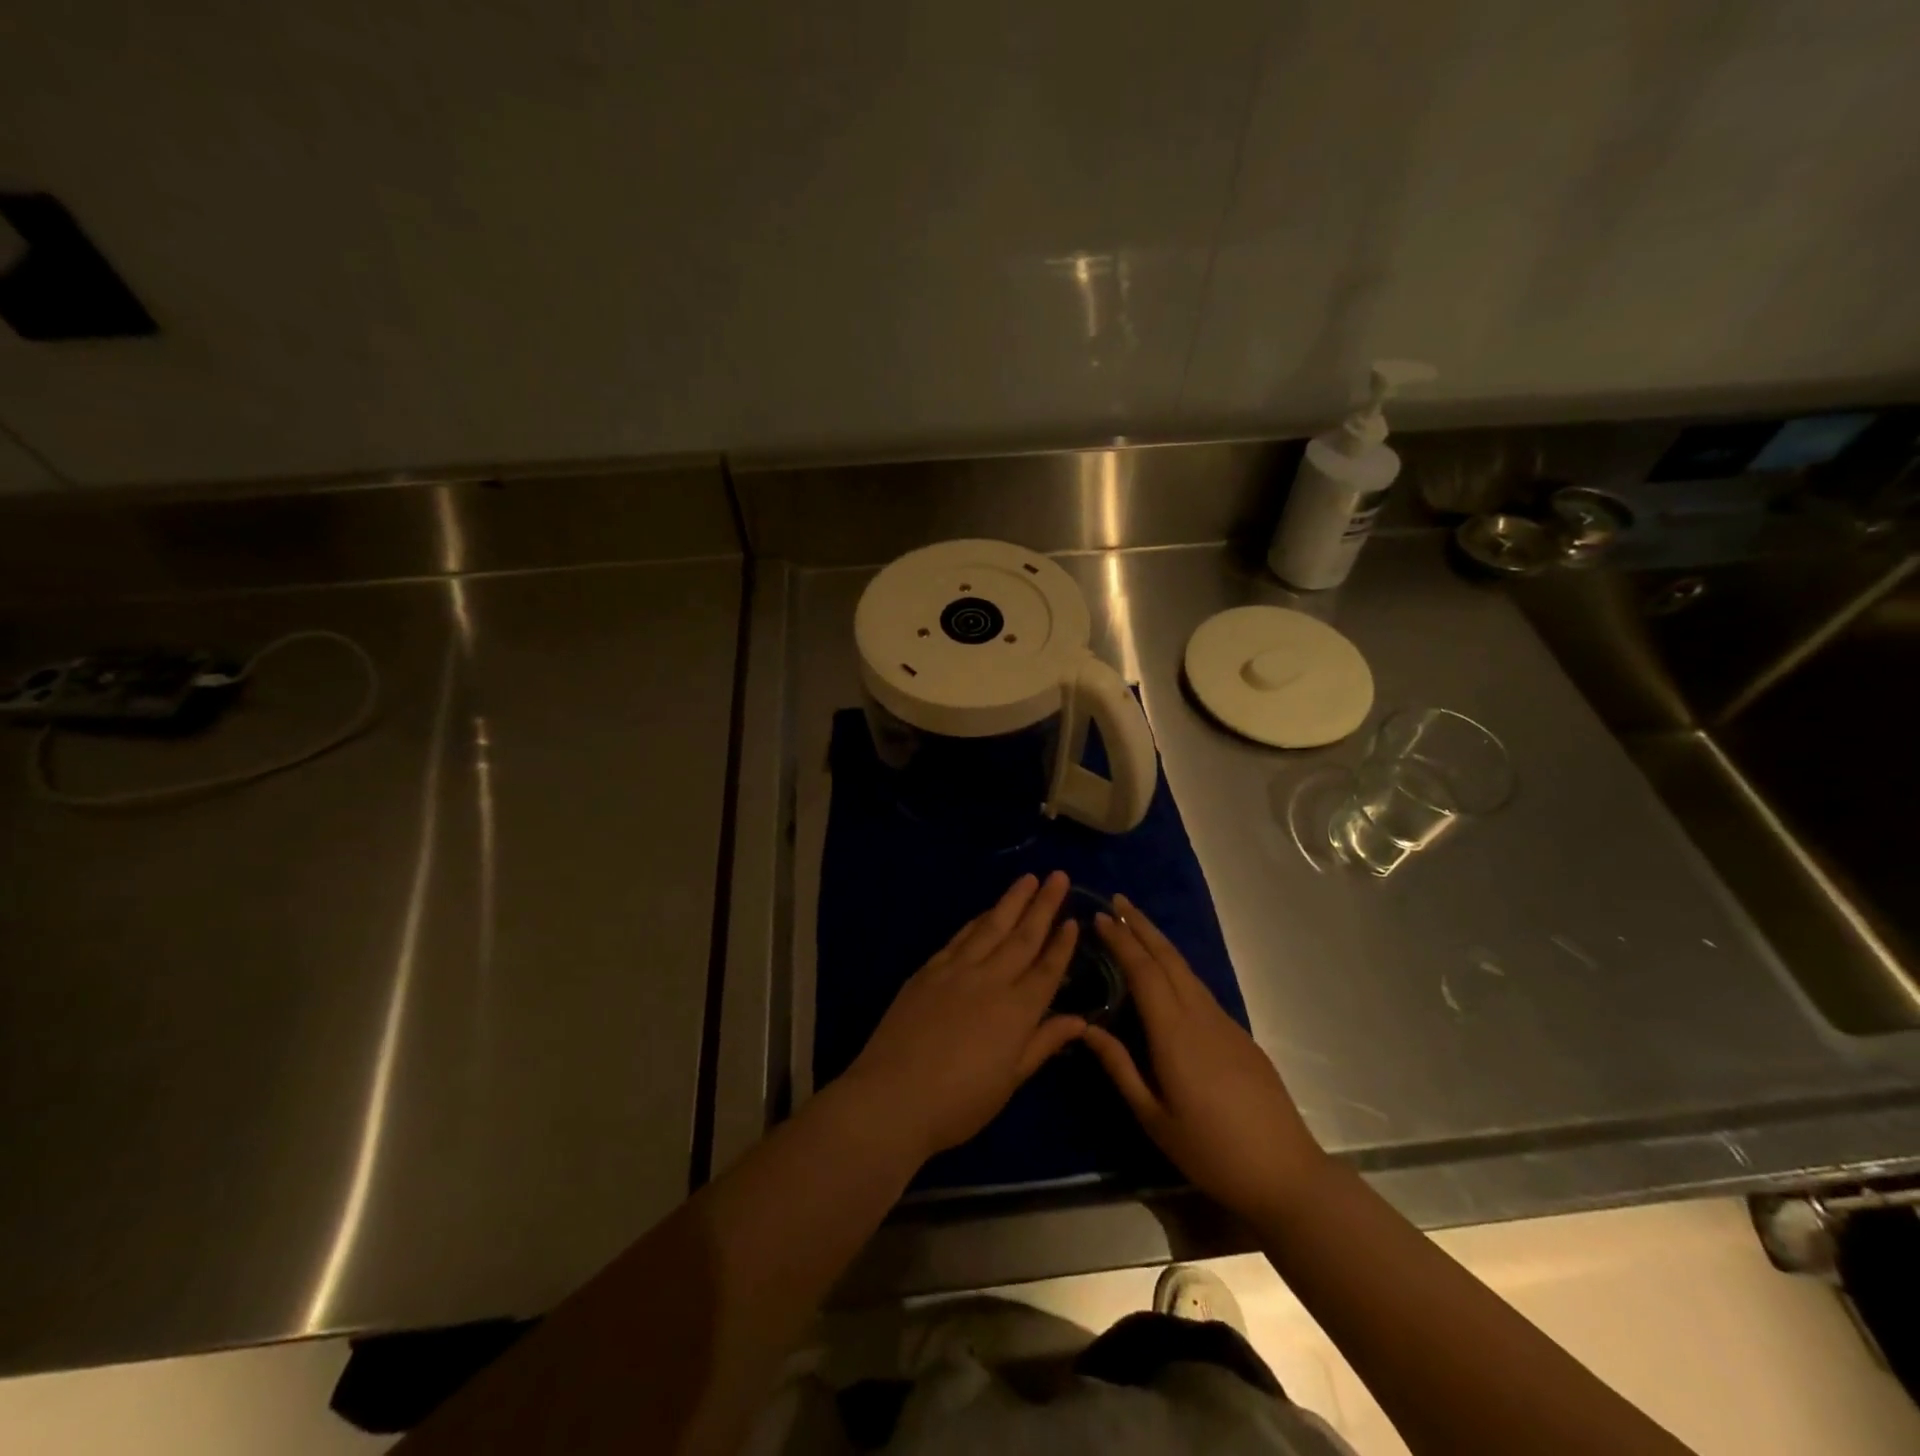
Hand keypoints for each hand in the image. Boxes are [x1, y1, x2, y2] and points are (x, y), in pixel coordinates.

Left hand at [843, 871, 1082, 1163]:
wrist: (893, 1096)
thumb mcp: (1010, 1081)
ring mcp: (957, 970)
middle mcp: (991, 980)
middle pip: (1023, 936)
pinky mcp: (929, 970)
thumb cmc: (959, 1102)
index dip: (1062, 944)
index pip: (1047, 969)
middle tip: (1059, 876)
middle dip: (1044, 905)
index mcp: (1017, 1011)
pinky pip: (960, 937)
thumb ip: (1043, 1043)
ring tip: (1028, 879)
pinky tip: (987, 911)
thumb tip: (1079, 1020)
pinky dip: (978, 920)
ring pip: (991, 926)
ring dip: (1012, 901)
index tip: (1074, 919)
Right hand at [1082, 895, 1327, 1220]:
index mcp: (1174, 1033)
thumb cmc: (1210, 1150)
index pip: (1143, 972)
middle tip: (1118, 900)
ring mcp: (1224, 1022)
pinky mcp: (1239, 1034)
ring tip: (1137, 924)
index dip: (1121, 941)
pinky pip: (1200, 988)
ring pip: (1186, 969)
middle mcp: (1199, 1016)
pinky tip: (1168, 972)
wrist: (1285, 1172)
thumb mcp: (1154, 1117)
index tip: (1100, 917)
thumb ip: (1120, 1067)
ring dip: (1159, 942)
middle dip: (1142, 925)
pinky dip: (1177, 966)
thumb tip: (1086, 1028)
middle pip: (1168, 958)